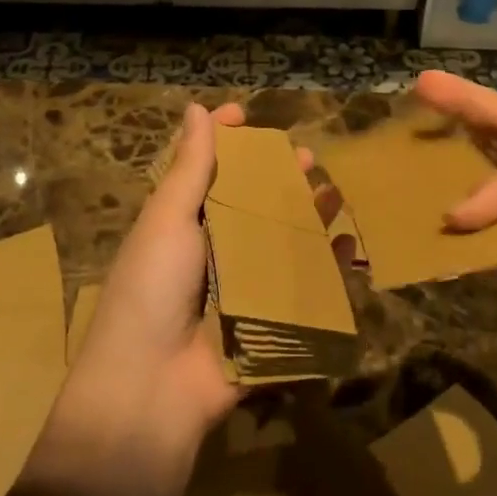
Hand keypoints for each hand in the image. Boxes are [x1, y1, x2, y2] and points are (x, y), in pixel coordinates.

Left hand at [60, 101, 309, 462]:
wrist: (150, 387)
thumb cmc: (151, 288)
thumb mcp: (167, 219)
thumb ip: (189, 167)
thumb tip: (195, 107)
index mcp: (181, 224)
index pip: (207, 171)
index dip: (226, 142)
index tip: (246, 114)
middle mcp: (212, 251)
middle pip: (252, 205)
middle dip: (278, 178)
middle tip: (308, 157)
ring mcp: (241, 288)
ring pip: (281, 242)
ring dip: (307, 216)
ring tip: (332, 192)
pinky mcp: (267, 322)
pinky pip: (302, 288)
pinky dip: (324, 266)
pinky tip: (345, 244)